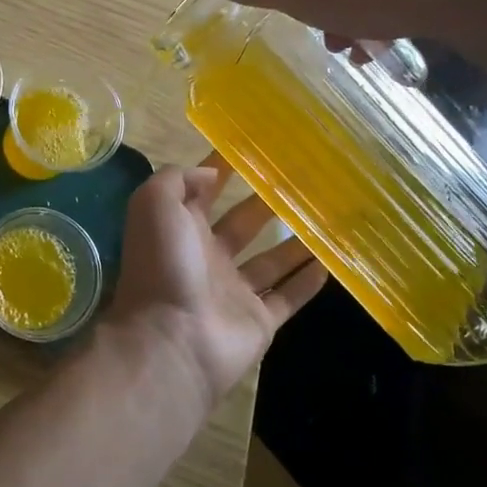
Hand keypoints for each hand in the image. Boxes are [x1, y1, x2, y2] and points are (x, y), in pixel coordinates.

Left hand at [104, 157, 327, 411]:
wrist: (172, 338)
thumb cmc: (162, 264)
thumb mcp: (154, 205)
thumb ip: (178, 180)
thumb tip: (210, 172)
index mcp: (180, 228)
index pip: (204, 191)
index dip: (223, 169)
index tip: (256, 147)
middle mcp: (207, 256)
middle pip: (243, 223)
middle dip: (266, 202)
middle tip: (304, 181)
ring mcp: (233, 290)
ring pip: (270, 260)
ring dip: (295, 242)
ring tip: (327, 218)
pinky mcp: (258, 320)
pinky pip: (288, 298)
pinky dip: (307, 283)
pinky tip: (331, 262)